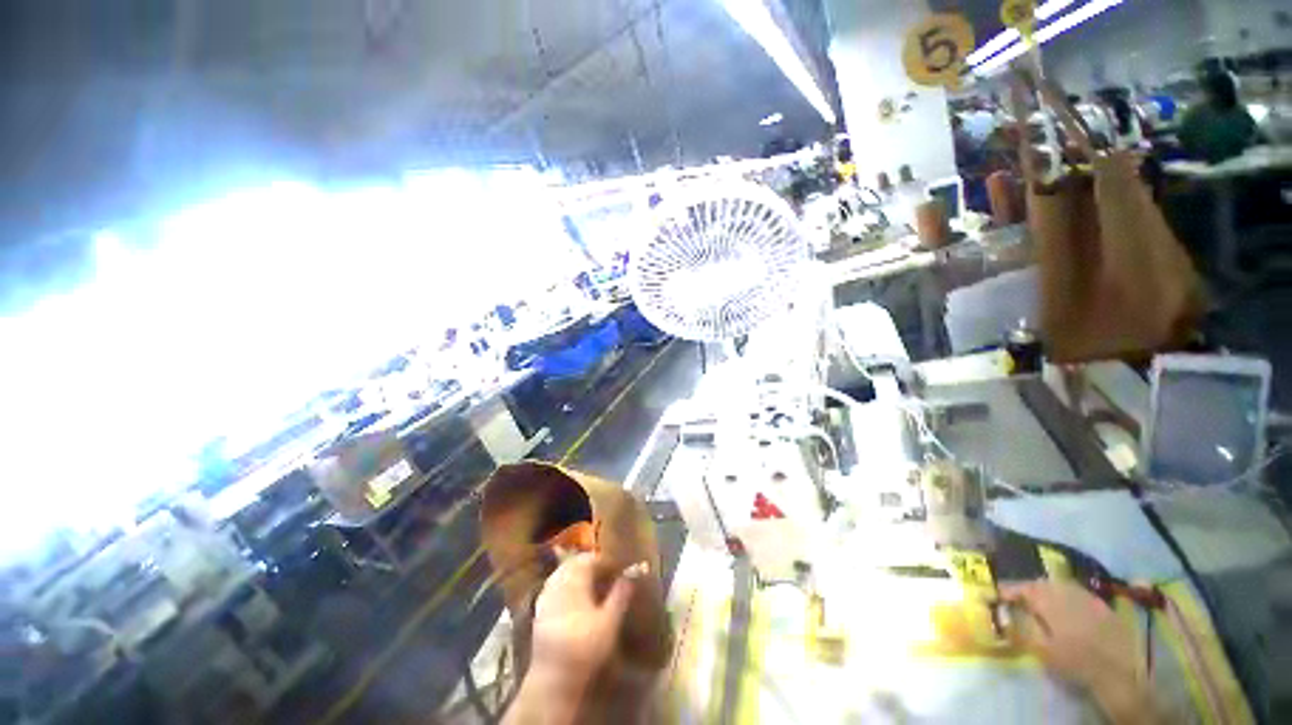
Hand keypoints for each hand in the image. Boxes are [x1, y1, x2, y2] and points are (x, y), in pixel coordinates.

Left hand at [529, 553, 641, 691]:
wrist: (552, 681)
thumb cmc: (585, 647)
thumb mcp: (610, 620)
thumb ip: (622, 592)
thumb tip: (636, 569)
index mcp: (574, 577)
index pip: (591, 558)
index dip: (606, 562)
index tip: (619, 569)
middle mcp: (557, 581)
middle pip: (575, 564)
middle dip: (591, 567)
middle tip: (608, 576)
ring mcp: (545, 595)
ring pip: (564, 574)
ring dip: (579, 576)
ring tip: (594, 587)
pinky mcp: (539, 611)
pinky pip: (554, 588)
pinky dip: (567, 588)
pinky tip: (576, 601)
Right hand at [1002, 581, 1155, 723]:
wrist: (1117, 672)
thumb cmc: (1074, 661)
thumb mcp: (1042, 650)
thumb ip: (1021, 629)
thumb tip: (1002, 615)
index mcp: (1049, 600)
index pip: (1022, 588)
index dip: (1008, 591)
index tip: (996, 595)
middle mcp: (1067, 592)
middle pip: (1042, 584)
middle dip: (1029, 589)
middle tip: (1019, 600)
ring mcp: (1088, 597)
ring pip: (1062, 586)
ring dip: (1048, 591)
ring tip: (1041, 603)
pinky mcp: (1103, 606)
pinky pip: (1079, 594)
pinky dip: (1068, 597)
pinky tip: (1068, 609)